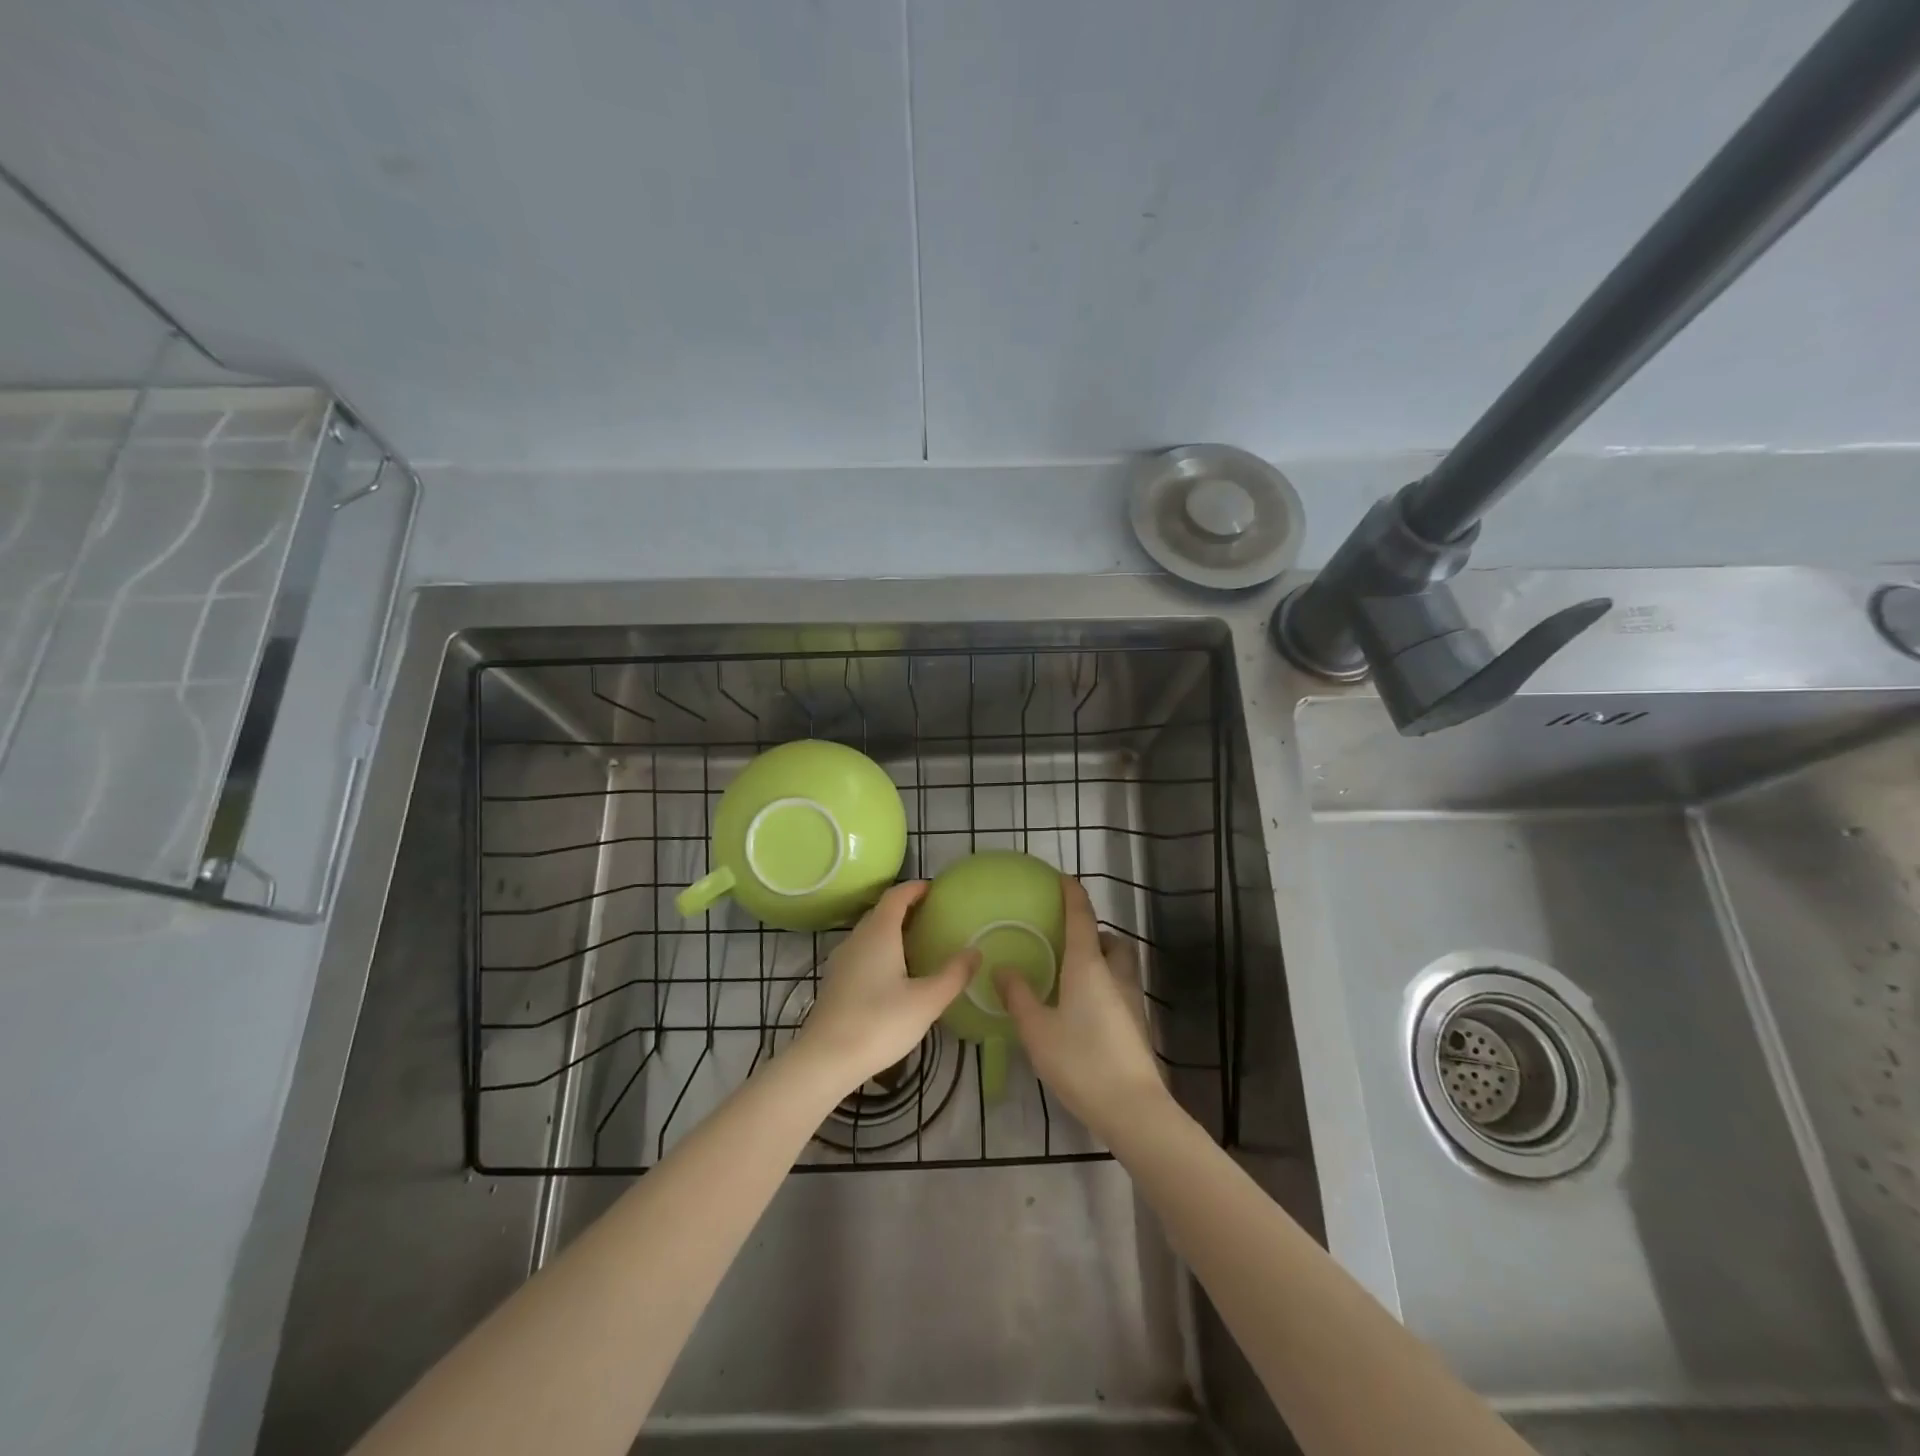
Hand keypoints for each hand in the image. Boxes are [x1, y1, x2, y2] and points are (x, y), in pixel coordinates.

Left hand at [794, 881, 978, 1092]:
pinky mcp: (835, 983)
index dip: (915, 888)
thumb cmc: (879, 1023)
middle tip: (932, 915)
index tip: (934, 889)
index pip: (896, 896)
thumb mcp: (927, 1001)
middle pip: (881, 912)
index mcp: (879, 933)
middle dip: (905, 908)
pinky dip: (880, 950)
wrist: (825, 1059)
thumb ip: (954, 975)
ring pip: (869, 934)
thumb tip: (975, 951)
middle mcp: (857, 939)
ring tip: (917, 943)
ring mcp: (842, 961)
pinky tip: (894, 974)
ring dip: (892, 930)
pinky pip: (862, 953)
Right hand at [995, 877, 1167, 1138]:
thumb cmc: (1080, 1061)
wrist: (1133, 1108)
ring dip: (1101, 960)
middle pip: (1110, 940)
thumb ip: (1018, 996)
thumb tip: (1003, 968)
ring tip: (1071, 977)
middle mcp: (1114, 974)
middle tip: (1067, 942)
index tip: (1062, 878)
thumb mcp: (1037, 1029)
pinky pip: (1120, 989)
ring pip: (1119, 965)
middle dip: (1093, 933)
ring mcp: (1131, 1000)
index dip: (1072, 893)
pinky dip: (1104, 986)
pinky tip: (1083, 1011)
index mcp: (1088, 966)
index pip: (1081, 916)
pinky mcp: (1138, 1025)